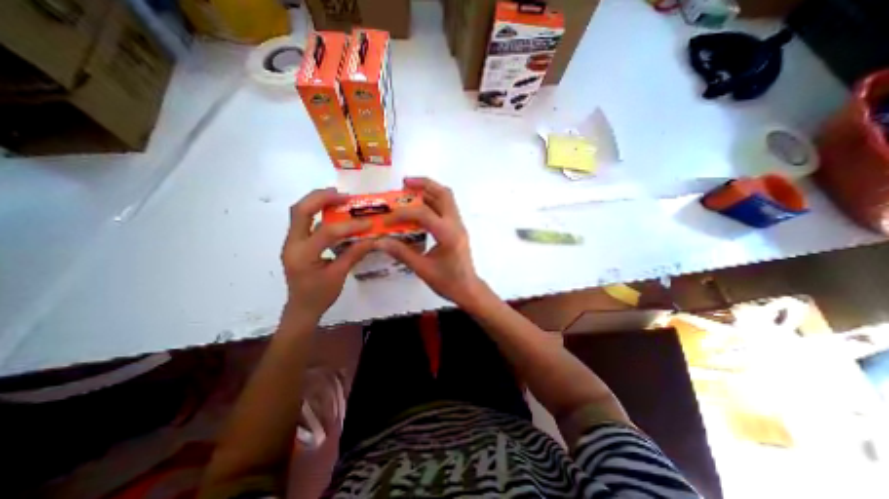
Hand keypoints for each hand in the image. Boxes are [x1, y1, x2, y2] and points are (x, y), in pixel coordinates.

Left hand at [281, 187, 372, 318]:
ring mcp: (291, 242)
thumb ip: (354, 254)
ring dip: (317, 201)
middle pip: (300, 210)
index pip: (327, 232)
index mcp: (303, 256)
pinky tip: (332, 211)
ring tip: (338, 197)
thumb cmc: (319, 296)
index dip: (350, 225)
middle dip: (321, 198)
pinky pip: (303, 220)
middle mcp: (292, 244)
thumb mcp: (339, 276)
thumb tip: (373, 239)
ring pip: (298, 212)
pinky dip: (317, 211)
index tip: (368, 222)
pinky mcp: (296, 242)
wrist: (300, 308)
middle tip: (343, 195)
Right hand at [375, 175, 485, 307]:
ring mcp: (459, 225)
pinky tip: (420, 207)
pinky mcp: (457, 228)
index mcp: (448, 234)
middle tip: (404, 184)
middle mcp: (456, 224)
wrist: (468, 289)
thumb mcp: (422, 269)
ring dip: (429, 190)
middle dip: (423, 184)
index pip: (424, 214)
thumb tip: (380, 241)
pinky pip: (447, 207)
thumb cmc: (448, 282)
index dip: (402, 213)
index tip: (386, 220)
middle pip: (443, 194)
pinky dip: (433, 201)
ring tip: (410, 190)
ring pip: (447, 198)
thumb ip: (401, 252)